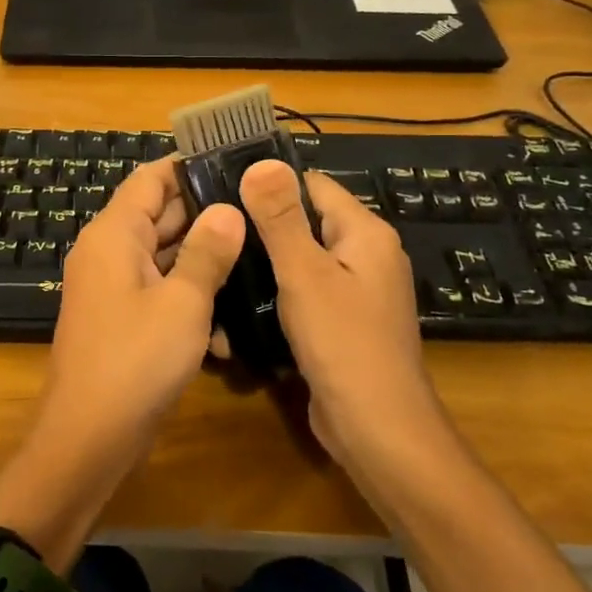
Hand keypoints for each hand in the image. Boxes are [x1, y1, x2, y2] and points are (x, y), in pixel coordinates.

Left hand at [29, 158, 245, 485]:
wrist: (88, 439)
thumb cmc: (135, 361)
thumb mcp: (183, 303)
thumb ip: (207, 252)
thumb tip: (228, 209)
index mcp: (115, 234)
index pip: (151, 179)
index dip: (189, 166)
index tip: (236, 163)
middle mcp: (109, 251)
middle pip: (160, 215)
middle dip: (208, 215)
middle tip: (262, 212)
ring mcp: (114, 286)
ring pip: (165, 256)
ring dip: (204, 261)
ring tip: (259, 257)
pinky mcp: (123, 318)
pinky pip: (159, 291)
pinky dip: (189, 298)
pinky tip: (227, 324)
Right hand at [238, 159, 444, 475]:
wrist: (378, 430)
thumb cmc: (343, 343)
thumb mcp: (304, 273)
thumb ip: (281, 218)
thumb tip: (261, 162)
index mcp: (366, 233)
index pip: (312, 185)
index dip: (269, 183)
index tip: (221, 186)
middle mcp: (368, 255)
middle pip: (308, 220)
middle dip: (263, 223)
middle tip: (213, 225)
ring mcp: (358, 291)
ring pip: (304, 258)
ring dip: (268, 259)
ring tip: (220, 256)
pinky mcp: (345, 322)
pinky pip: (308, 290)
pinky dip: (280, 289)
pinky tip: (243, 297)